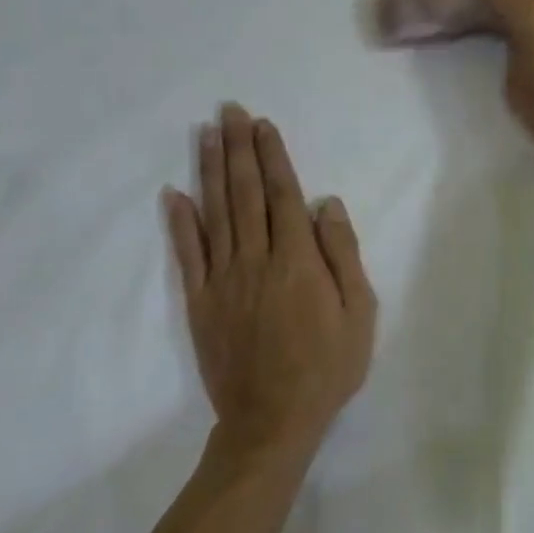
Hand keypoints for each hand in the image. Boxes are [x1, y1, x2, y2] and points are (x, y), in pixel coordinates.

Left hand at [162, 105, 376, 466]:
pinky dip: (180, 222)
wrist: (272, 422)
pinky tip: (174, 193)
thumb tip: (325, 203)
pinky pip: (188, 254)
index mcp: (297, 261)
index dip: (273, 156)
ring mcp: (222, 280)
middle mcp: (256, 260)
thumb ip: (342, 254)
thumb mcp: (359, 313)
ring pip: (215, 213)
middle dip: (239, 148)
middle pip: (245, 193)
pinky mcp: (199, 302)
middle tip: (229, 110)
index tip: (263, 125)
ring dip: (211, 170)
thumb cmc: (326, 366)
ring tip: (208, 134)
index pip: (282, 195)